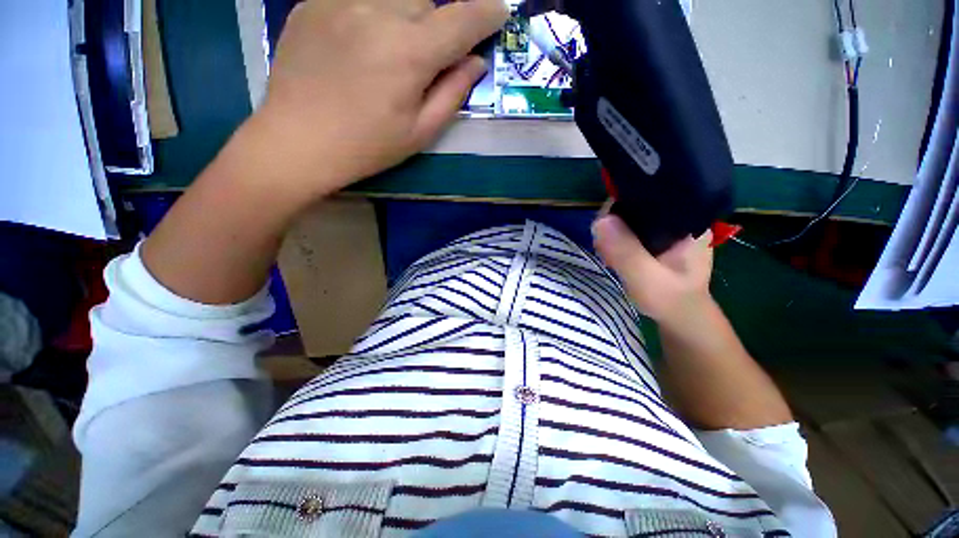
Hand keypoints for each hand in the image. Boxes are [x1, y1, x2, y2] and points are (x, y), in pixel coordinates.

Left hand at [248, 0, 507, 198]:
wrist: (298, 141)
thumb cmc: (367, 146)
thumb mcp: (420, 132)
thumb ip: (453, 93)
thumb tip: (476, 62)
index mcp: (410, 53)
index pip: (463, 19)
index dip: (487, 13)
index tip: (499, 13)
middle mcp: (379, 12)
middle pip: (428, 1)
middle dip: (439, 25)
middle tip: (429, 57)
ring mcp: (342, 0)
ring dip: (408, 15)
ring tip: (394, 50)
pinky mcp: (315, 1)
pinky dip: (374, 13)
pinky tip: (363, 42)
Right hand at [593, 215, 713, 325]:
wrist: (681, 317)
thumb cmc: (671, 300)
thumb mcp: (647, 279)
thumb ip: (626, 252)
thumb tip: (600, 221)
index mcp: (687, 219)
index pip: (650, 194)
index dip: (620, 205)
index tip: (604, 229)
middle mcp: (677, 216)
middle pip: (635, 204)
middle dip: (613, 224)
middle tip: (605, 250)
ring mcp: (665, 227)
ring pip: (628, 217)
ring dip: (611, 234)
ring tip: (609, 256)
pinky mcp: (654, 237)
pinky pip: (627, 228)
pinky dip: (614, 239)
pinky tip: (612, 255)